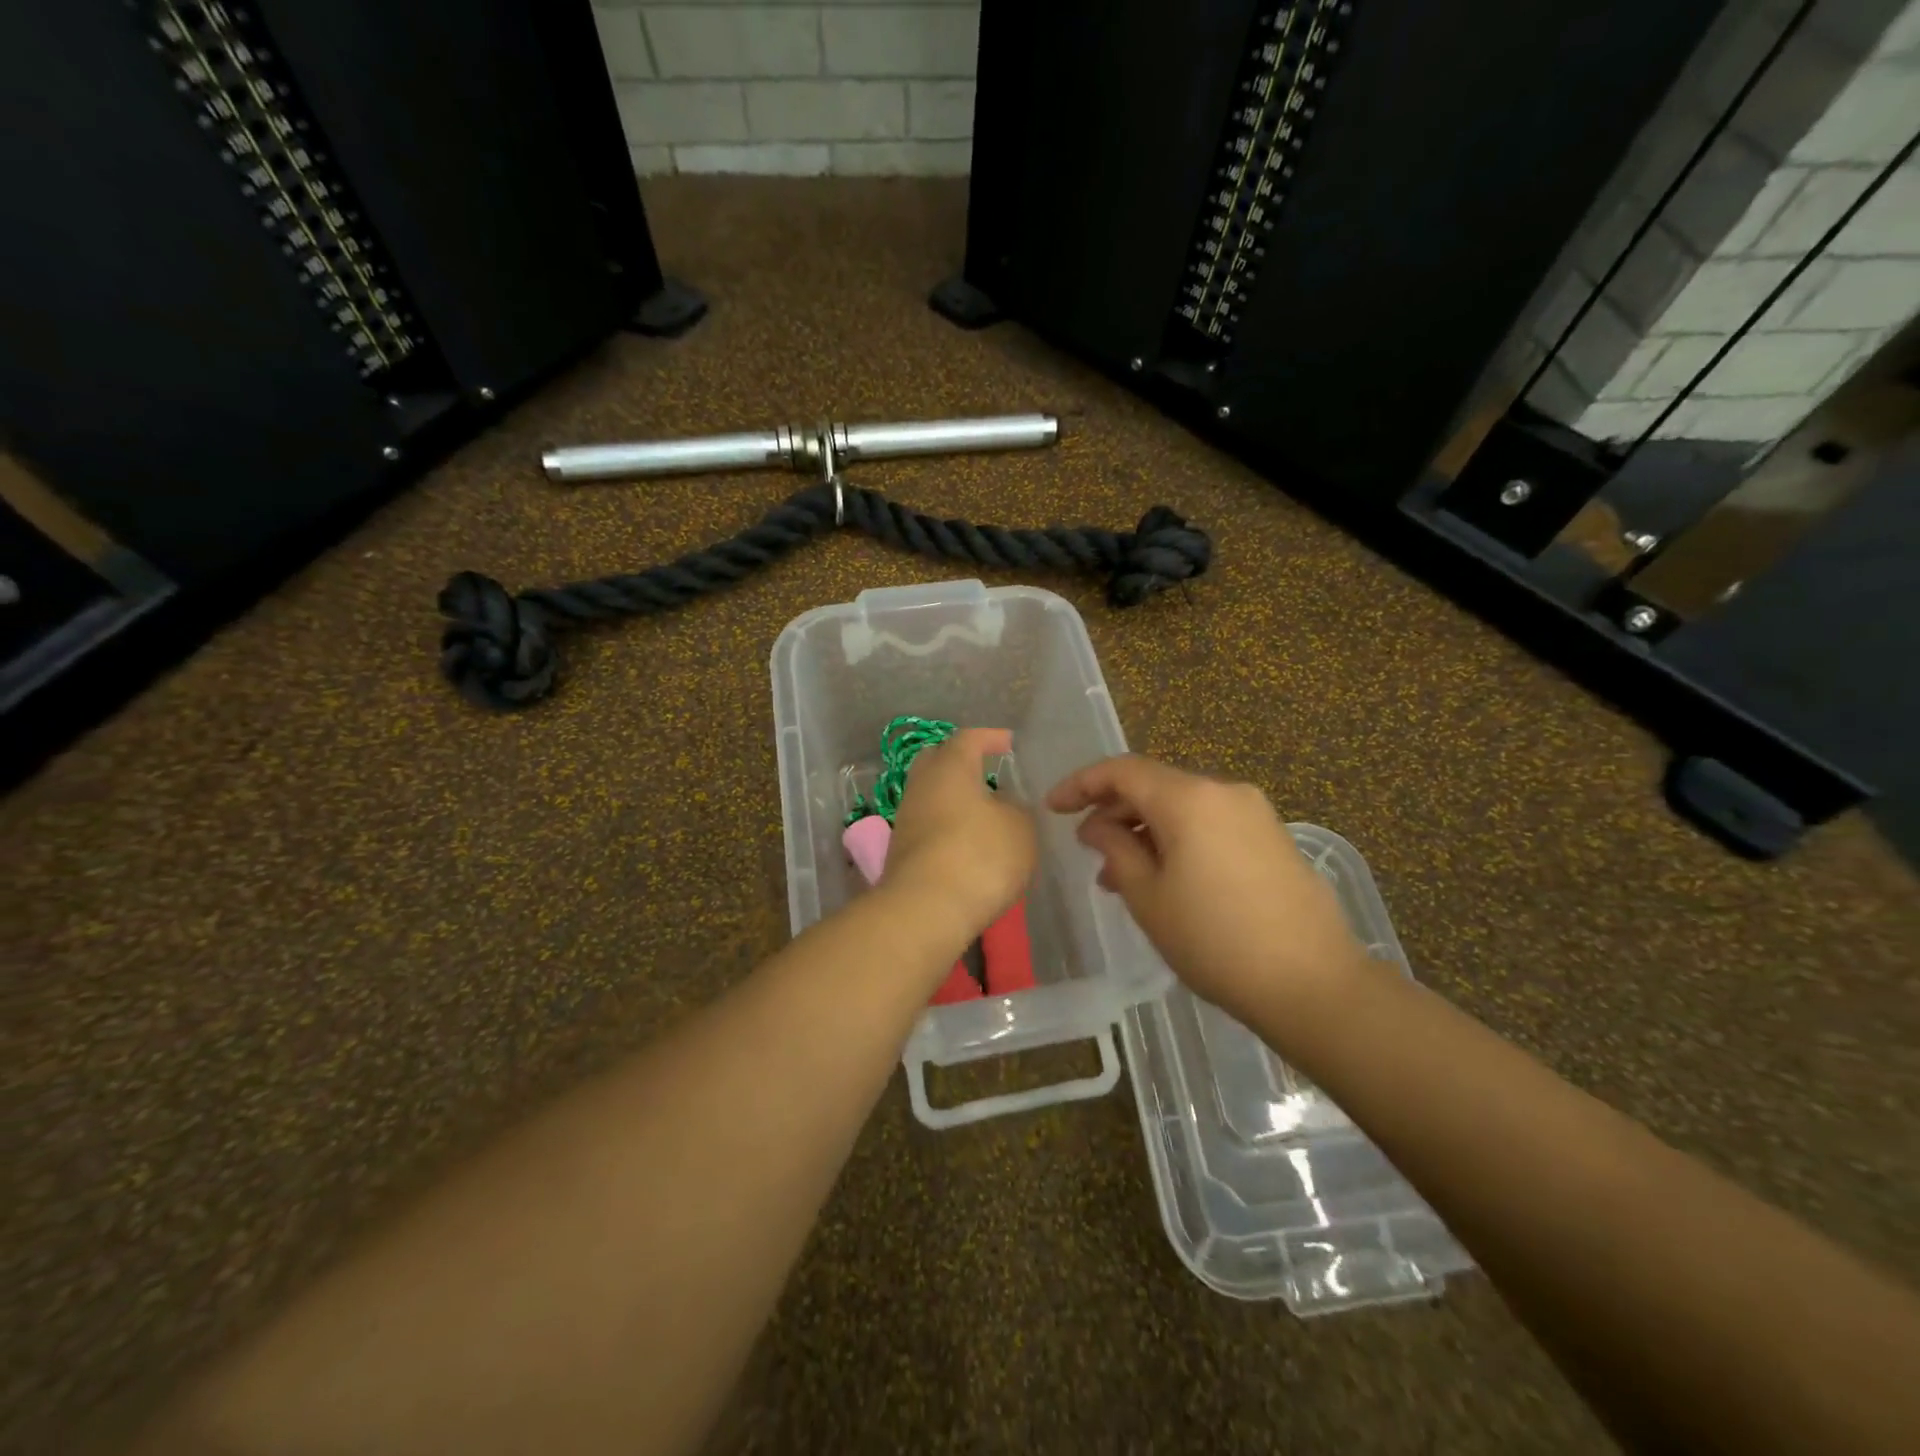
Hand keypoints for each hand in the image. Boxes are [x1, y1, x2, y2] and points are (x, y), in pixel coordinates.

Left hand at [885, 728, 1036, 940]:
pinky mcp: (901, 852)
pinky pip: (927, 826)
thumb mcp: (1020, 829)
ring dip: (954, 799)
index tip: (1008, 743)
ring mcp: (906, 820)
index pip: (968, 738)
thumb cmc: (979, 856)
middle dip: (961, 762)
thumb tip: (1002, 806)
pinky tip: (967, 844)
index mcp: (950, 767)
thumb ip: (1016, 809)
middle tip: (987, 772)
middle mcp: (921, 786)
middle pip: (937, 761)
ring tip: (983, 814)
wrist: (925, 911)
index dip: (990, 738)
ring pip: (930, 796)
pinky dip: (946, 828)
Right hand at [1045, 755, 1365, 1021]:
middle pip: (1155, 785)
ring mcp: (1255, 813)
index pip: (1122, 771)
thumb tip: (1098, 826)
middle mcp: (1224, 791)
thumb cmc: (1215, 941)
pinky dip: (1179, 839)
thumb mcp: (1148, 898)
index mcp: (1189, 798)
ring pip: (1183, 806)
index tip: (1053, 807)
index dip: (1081, 784)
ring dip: (1146, 830)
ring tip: (1121, 875)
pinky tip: (1167, 879)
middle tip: (1087, 847)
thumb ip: (1115, 850)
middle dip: (1115, 810)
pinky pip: (1211, 824)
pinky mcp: (1274, 837)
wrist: (1313, 984)